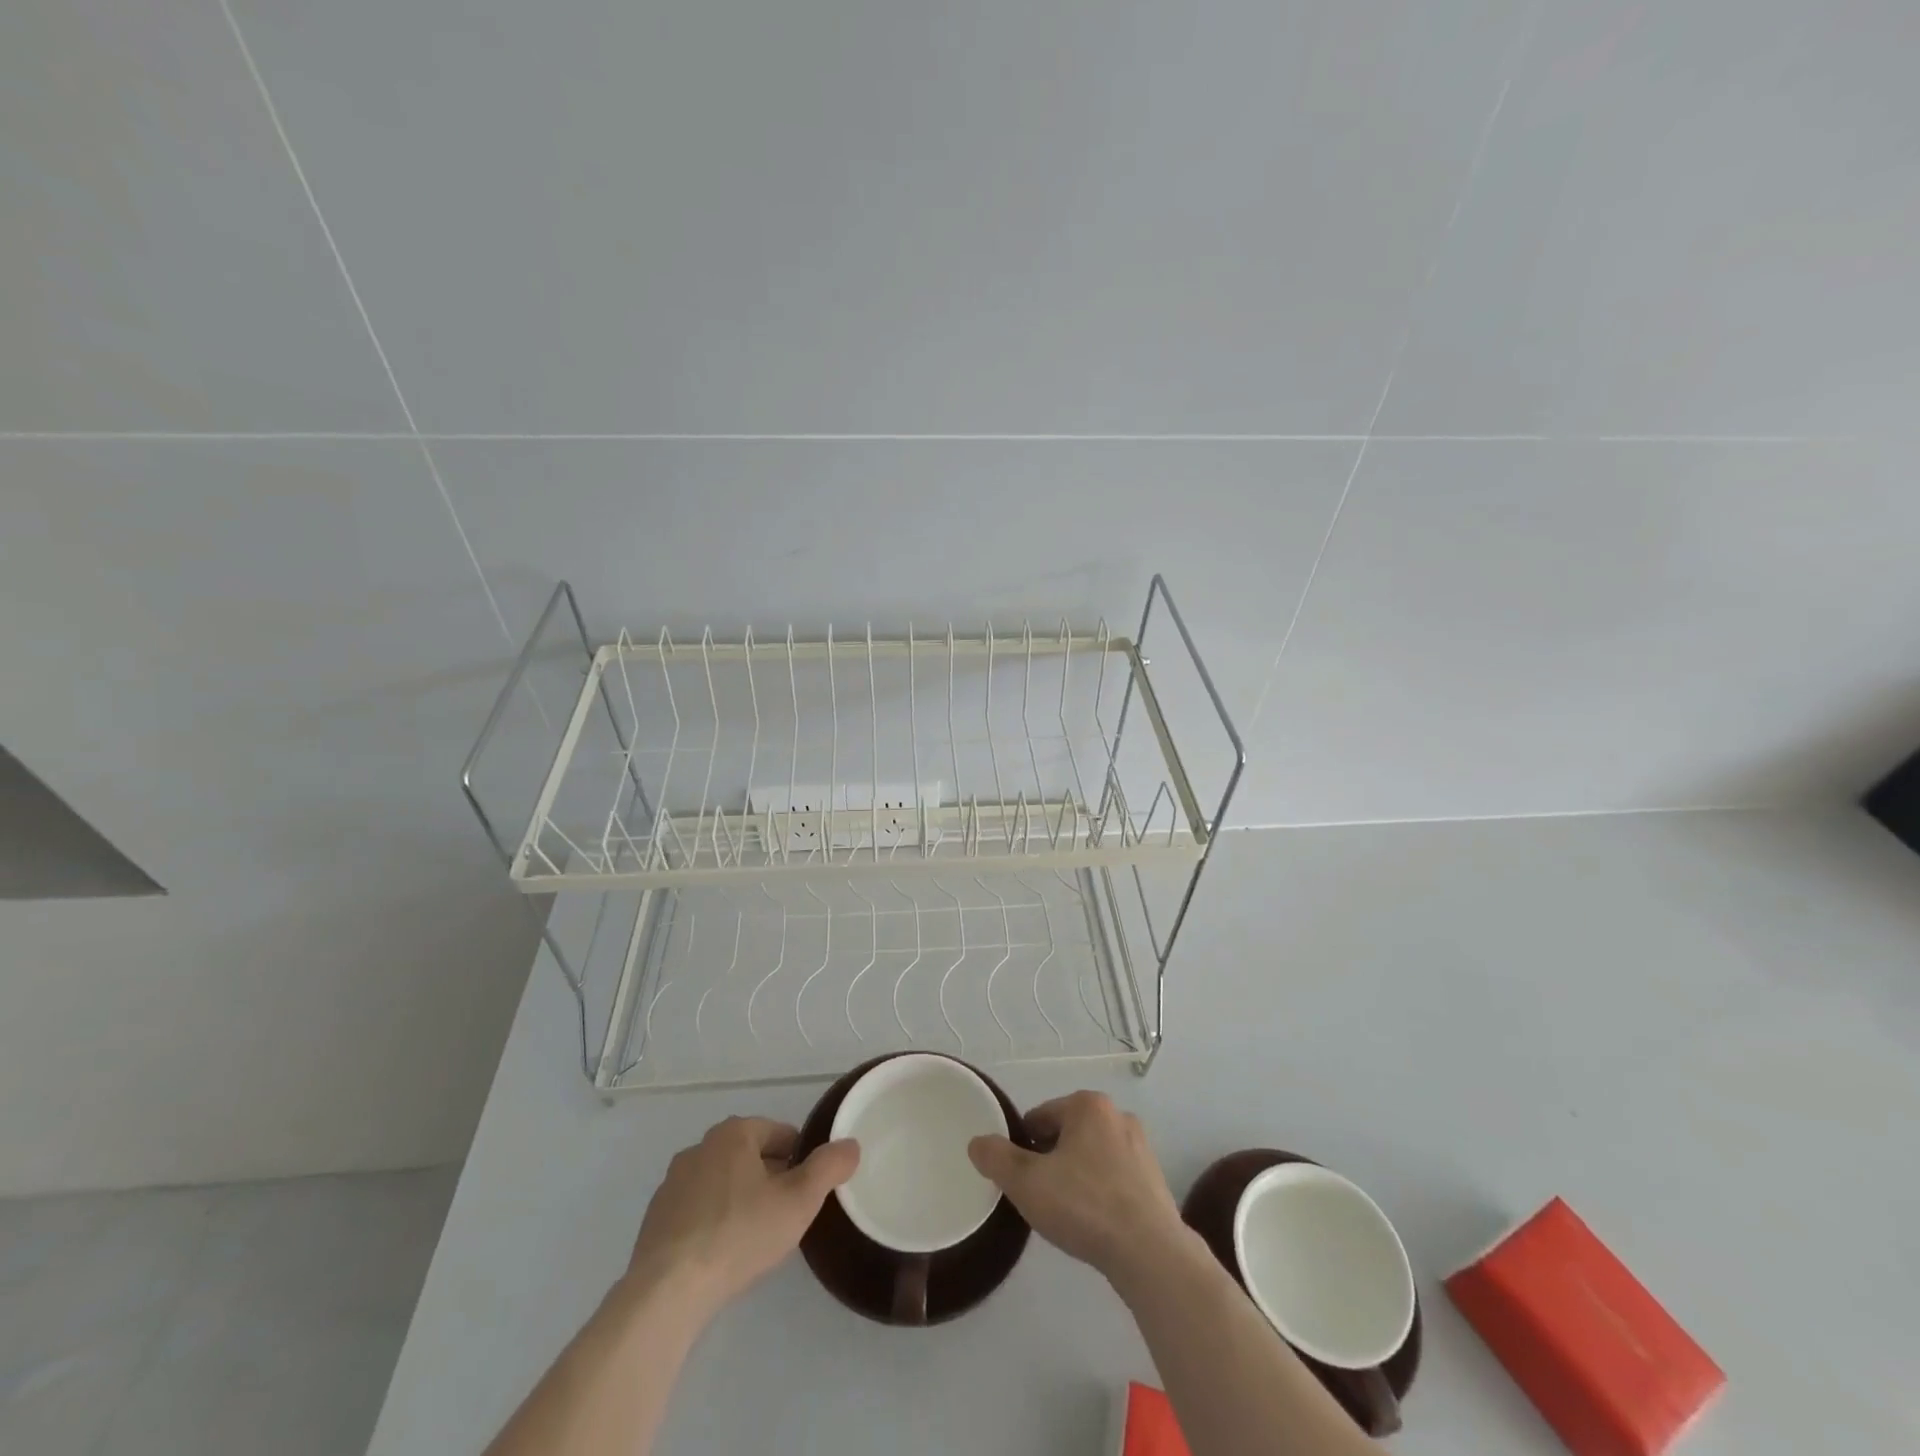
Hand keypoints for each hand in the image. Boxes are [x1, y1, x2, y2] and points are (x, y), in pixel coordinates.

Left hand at [626, 1116, 858, 1314]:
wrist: (667, 1291)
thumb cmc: (739, 1234)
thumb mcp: (799, 1201)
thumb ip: (829, 1167)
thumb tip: (851, 1145)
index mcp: (734, 1133)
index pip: (780, 1134)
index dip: (800, 1159)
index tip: (808, 1191)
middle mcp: (700, 1147)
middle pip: (749, 1156)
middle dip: (770, 1178)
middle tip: (786, 1214)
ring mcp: (672, 1183)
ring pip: (721, 1182)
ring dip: (739, 1199)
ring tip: (755, 1237)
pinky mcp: (655, 1219)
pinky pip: (696, 1210)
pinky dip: (712, 1222)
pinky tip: (721, 1254)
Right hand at [967, 1091, 1188, 1285]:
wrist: (1150, 1254)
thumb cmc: (1084, 1206)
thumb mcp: (1027, 1182)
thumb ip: (997, 1158)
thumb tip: (977, 1142)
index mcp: (1087, 1105)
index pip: (1039, 1118)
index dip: (1022, 1148)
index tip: (1019, 1180)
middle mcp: (1117, 1115)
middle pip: (1065, 1135)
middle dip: (1050, 1161)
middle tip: (1040, 1198)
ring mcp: (1141, 1147)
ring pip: (1090, 1157)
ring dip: (1075, 1177)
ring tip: (1067, 1214)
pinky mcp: (1155, 1179)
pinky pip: (1113, 1178)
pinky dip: (1099, 1193)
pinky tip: (1094, 1223)